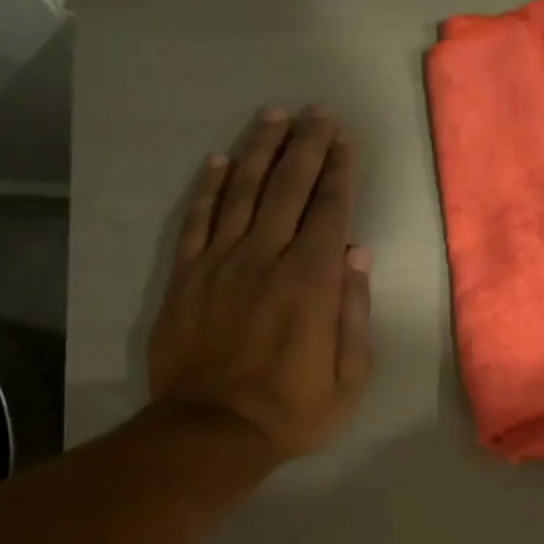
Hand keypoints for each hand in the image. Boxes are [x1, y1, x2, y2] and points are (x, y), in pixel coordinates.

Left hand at [147, 107, 372, 459]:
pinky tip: (220, 160)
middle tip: (317, 112)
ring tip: (274, 115)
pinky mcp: (186, 276)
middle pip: (288, 188)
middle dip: (306, 145)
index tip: (343, 138)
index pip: (329, 210)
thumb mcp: (348, 378)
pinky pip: (197, 220)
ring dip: (261, 150)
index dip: (339, 170)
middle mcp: (266, 258)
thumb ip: (354, 312)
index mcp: (311, 282)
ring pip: (243, 192)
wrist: (211, 431)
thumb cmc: (291, 411)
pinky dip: (210, 187)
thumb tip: (357, 254)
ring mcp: (220, 263)